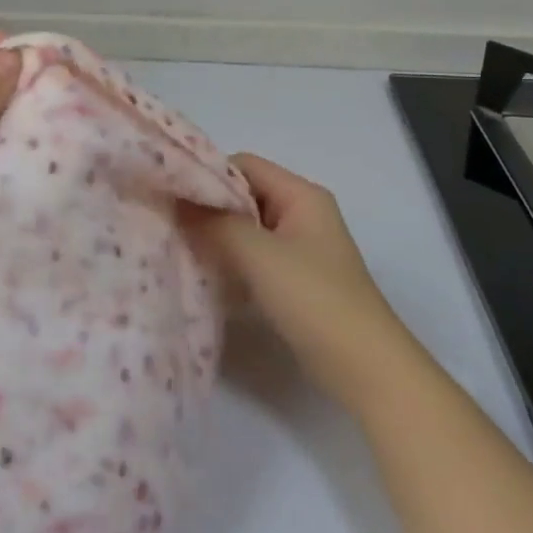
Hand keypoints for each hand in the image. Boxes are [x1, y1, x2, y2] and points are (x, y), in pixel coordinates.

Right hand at [182, 153, 415, 415]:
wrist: (364, 367)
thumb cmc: (314, 298)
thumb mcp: (258, 255)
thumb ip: (215, 223)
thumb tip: (176, 199)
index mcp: (301, 195)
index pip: (244, 165)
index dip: (207, 175)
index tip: (170, 194)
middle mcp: (302, 213)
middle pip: (244, 195)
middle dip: (207, 207)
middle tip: (168, 222)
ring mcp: (299, 248)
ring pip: (246, 228)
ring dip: (216, 236)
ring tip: (177, 246)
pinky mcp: (294, 279)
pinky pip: (253, 257)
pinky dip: (230, 261)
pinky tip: (203, 274)